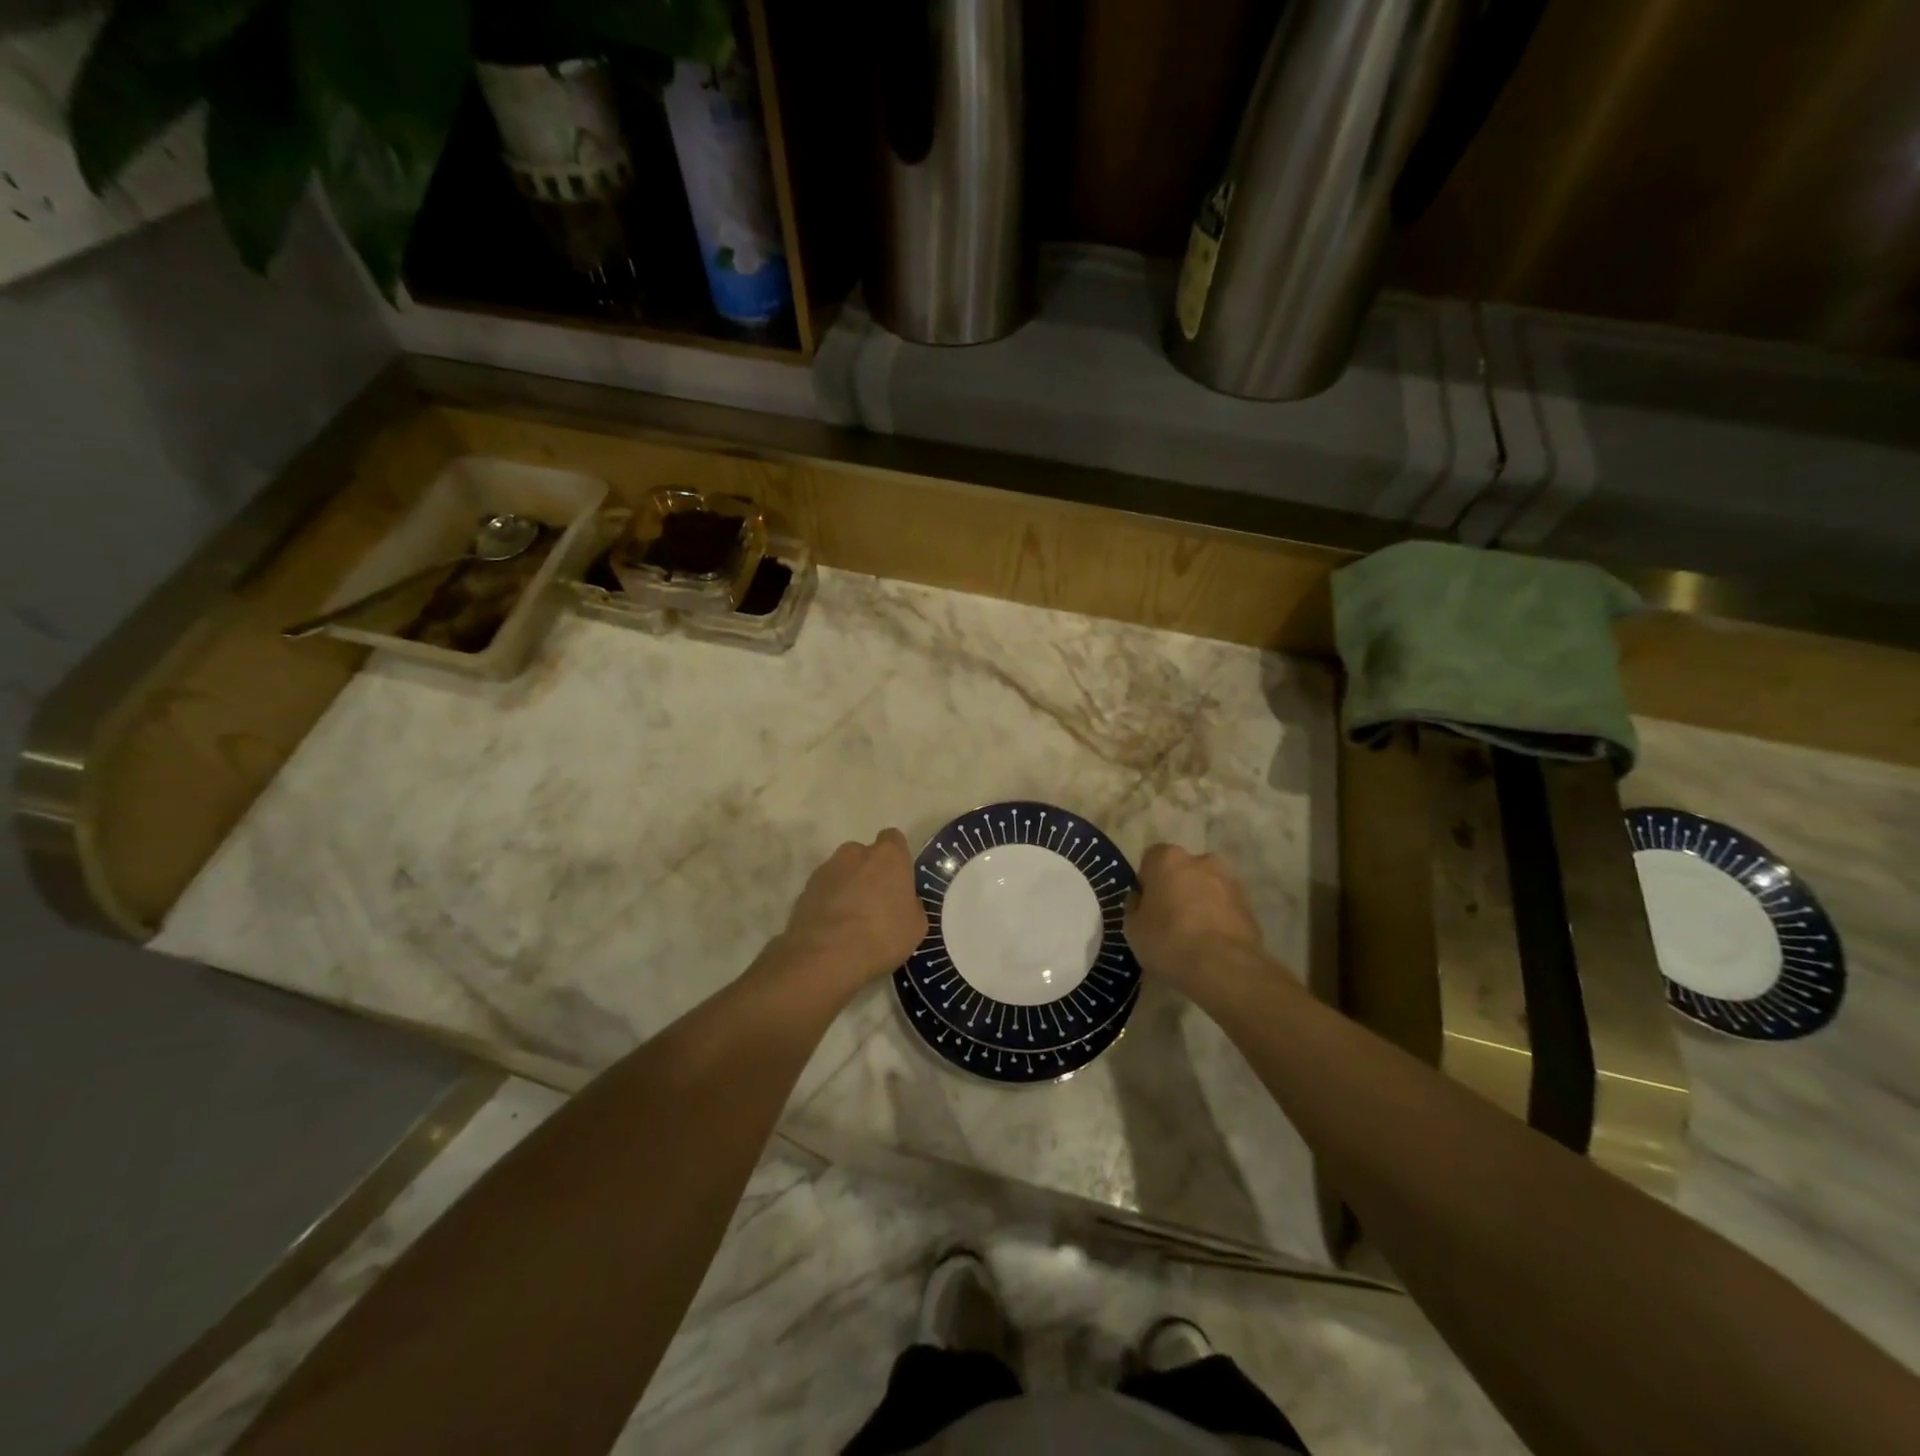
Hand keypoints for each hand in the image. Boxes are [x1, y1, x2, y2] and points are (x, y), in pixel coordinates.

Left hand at [774, 829, 928, 995]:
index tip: (898, 880)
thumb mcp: (915, 927)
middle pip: (866, 854)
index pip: (894, 839)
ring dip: (848, 886)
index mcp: (888, 856)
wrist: (825, 955)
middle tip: (876, 903)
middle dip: (870, 872)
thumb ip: (912, 905)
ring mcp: (827, 869)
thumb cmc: (881, 936)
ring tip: (851, 919)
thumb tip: (905, 902)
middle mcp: (856, 853)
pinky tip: (833, 928)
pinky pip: (824, 889)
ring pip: (842, 871)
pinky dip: (829, 902)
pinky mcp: (805, 888)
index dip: (896, 858)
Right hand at [1125, 844, 1266, 997]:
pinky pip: (1224, 907)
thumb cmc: (1168, 940)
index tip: (1145, 905)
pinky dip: (1217, 918)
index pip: (1151, 859)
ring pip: (1206, 887)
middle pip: (1183, 870)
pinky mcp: (1249, 905)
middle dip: (1176, 887)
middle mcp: (1201, 861)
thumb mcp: (1132, 927)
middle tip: (1169, 918)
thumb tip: (1142, 900)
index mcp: (1168, 858)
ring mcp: (1229, 881)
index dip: (1147, 881)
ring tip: (1193, 934)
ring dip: (1199, 902)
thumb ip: (1135, 906)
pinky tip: (1211, 943)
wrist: (1223, 967)